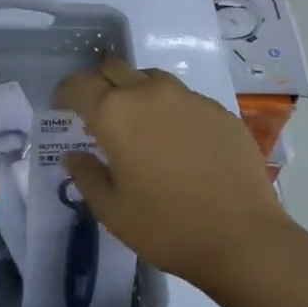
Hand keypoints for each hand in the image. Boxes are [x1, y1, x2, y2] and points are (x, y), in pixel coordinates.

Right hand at [54, 57, 289, 289]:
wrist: (243, 238)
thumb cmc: (166, 226)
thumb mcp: (112, 210)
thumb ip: (86, 176)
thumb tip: (74, 156)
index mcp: (115, 113)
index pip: (79, 84)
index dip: (66, 92)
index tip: (64, 107)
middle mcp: (150, 93)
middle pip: (115, 68)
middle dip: (101, 84)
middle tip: (100, 113)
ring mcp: (189, 98)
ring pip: (152, 79)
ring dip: (138, 92)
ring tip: (141, 125)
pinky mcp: (220, 111)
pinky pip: (185, 99)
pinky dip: (172, 111)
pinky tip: (180, 143)